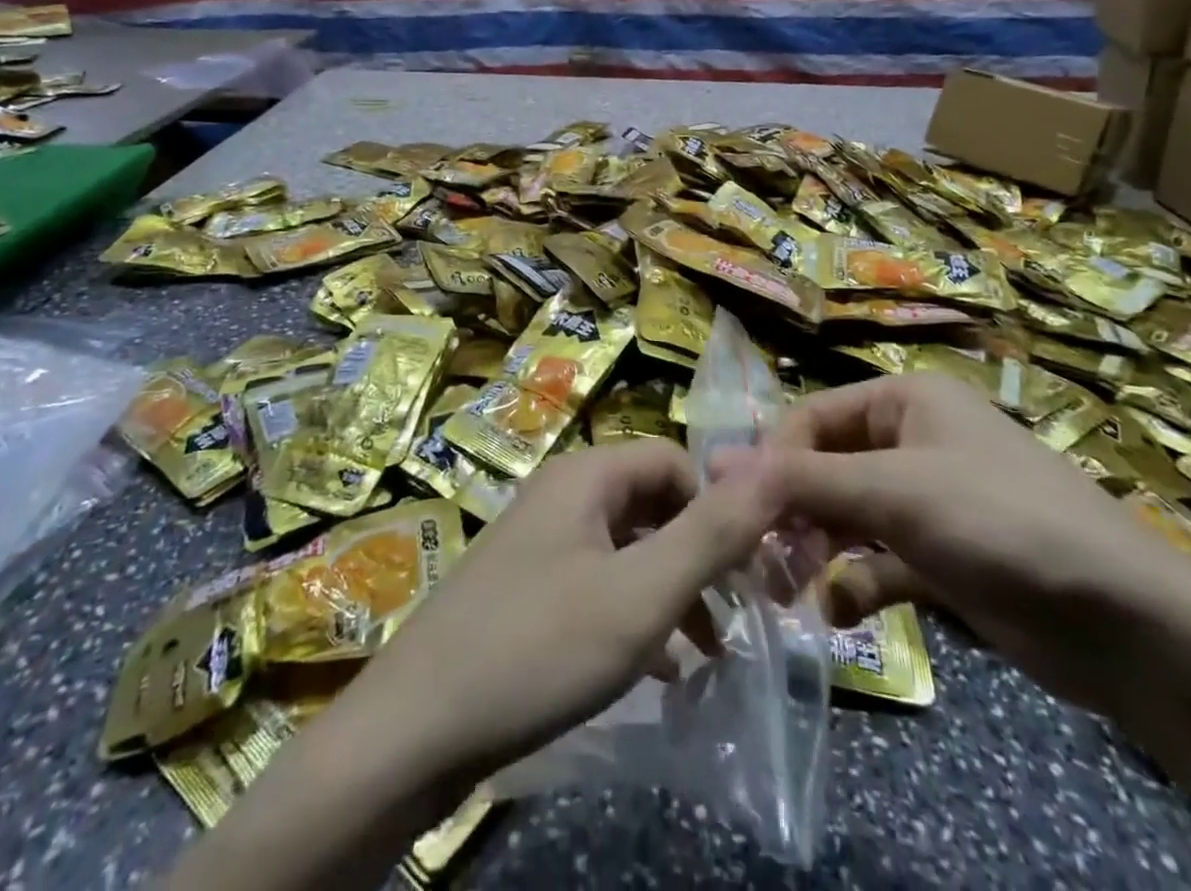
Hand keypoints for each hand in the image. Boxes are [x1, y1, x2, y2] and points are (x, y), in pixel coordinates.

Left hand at [343, 439, 783, 799]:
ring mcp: (539, 542)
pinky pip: (597, 583)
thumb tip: (776, 466)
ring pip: (627, 549)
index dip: (718, 505)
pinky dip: (634, 614)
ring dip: (672, 590)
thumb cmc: (539, 648)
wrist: (414, 729)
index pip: (674, 461)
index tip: (750, 568)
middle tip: (738, 615)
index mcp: (586, 476)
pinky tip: (658, 668)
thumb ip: (711, 532)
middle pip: (651, 504)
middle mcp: (561, 494)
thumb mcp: (641, 594)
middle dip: (699, 554)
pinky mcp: (525, 589)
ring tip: (708, 651)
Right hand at [735, 371, 1190, 714]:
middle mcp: (914, 440)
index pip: (812, 416)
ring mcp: (929, 501)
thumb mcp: (892, 491)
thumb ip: (802, 480)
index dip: (772, 459)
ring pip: (848, 516)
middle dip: (793, 512)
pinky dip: (857, 583)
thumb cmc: (998, 522)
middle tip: (758, 558)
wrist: (1126, 623)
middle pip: (827, 467)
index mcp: (906, 400)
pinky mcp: (943, 557)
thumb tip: (717, 463)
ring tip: (790, 591)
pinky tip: (841, 612)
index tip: (738, 508)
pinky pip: (879, 560)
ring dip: (817, 550)